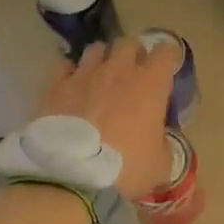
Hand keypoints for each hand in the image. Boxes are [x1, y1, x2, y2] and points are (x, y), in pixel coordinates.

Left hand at [36, 38, 179, 196]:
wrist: (71, 180)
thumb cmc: (125, 170)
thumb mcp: (160, 164)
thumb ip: (163, 143)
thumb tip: (159, 139)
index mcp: (150, 84)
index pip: (166, 51)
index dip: (168, 58)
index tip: (166, 70)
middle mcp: (118, 70)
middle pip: (128, 43)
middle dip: (133, 55)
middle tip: (132, 75)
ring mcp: (84, 75)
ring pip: (96, 49)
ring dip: (102, 60)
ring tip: (100, 79)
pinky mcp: (55, 87)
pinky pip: (65, 67)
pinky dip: (71, 74)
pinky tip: (72, 89)